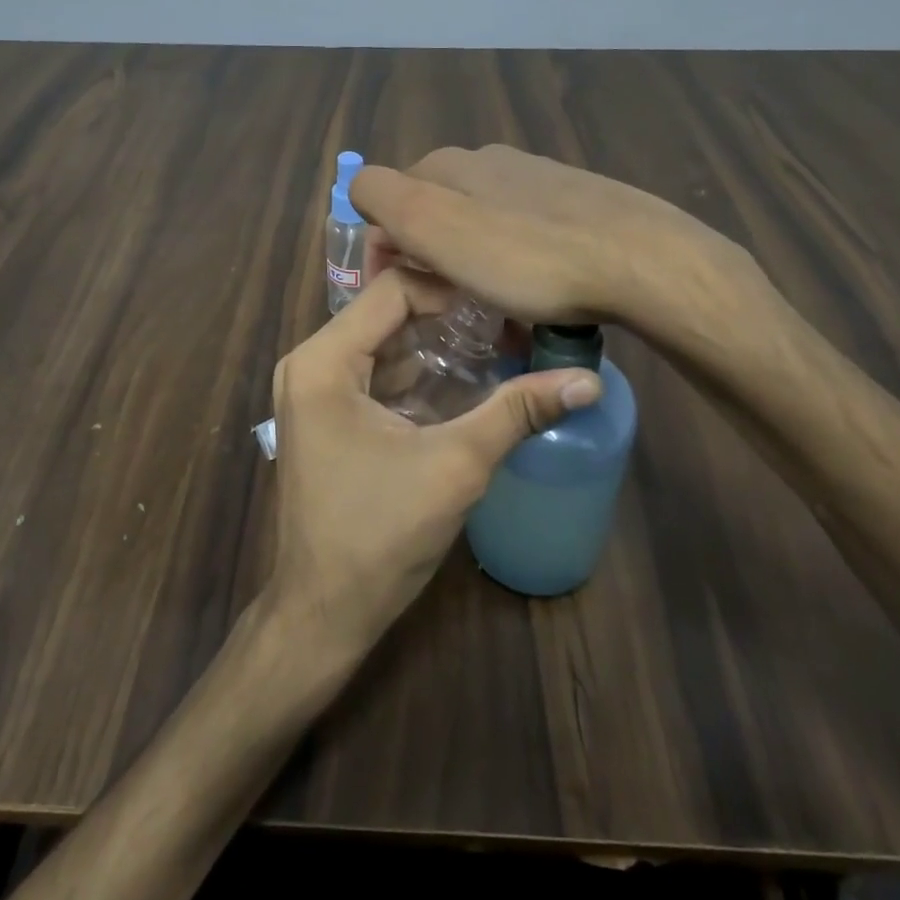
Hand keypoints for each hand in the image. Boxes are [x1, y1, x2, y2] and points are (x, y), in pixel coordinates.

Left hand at [265, 267, 601, 658]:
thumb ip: (517, 412)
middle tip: (509, 323)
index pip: (393, 289)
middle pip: (387, 314)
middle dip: (449, 317)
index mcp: (323, 361)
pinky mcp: (326, 417)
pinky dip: (417, 374)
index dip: (452, 289)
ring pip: (383, 344)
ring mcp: (314, 391)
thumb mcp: (456, 465)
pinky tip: (466, 383)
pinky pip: (375, 375)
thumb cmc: (380, 534)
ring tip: (499, 347)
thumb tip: (588, 380)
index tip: (505, 304)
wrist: (325, 611)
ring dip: (437, 346)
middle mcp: (310, 363)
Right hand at [350, 144, 762, 333]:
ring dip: (469, 265)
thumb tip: (361, 190)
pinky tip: (534, 294)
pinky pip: (523, 233)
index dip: (382, 248)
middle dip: (427, 257)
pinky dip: (513, 263)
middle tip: (442, 307)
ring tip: (488, 310)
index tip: (397, 295)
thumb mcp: (437, 227)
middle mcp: (489, 160)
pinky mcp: (576, 202)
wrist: (642, 261)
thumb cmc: (528, 257)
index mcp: (450, 165)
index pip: (386, 197)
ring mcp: (537, 178)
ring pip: (479, 223)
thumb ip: (385, 198)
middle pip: (435, 211)